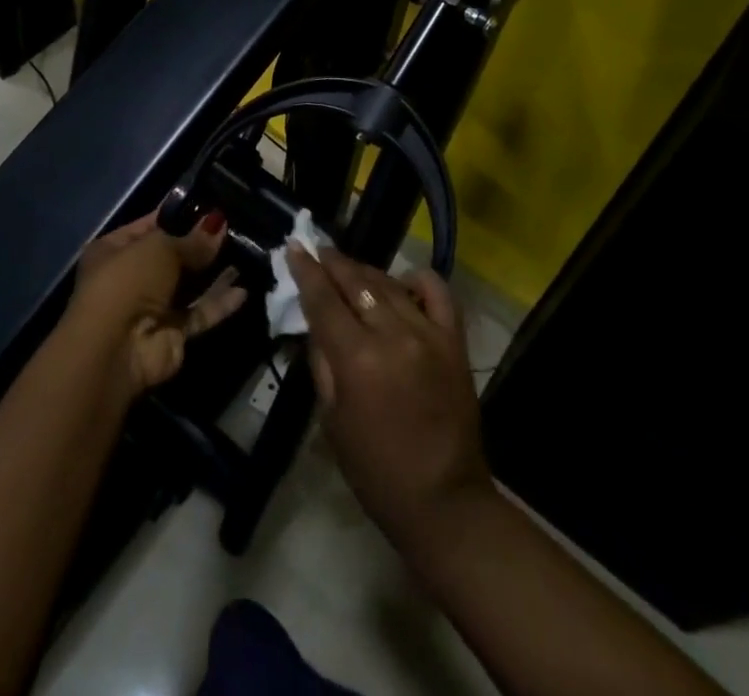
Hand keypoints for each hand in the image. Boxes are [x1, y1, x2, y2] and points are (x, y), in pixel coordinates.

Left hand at [67, 206, 245, 395]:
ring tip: (244, 252)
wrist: (115, 350)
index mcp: (114, 250)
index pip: (150, 225)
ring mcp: (151, 308)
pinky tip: (243, 290)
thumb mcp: (160, 248)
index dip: (178, 214)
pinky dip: (219, 303)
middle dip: (200, 243)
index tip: (210, 205)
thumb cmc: (128, 282)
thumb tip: (217, 224)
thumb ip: (192, 240)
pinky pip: (199, 313)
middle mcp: (131, 278)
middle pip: (172, 256)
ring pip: (188, 286)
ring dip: (213, 273)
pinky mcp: (171, 335)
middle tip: (233, 226)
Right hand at [289, 244, 491, 548]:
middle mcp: (392, 334)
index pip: (323, 298)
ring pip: (389, 283)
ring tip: (348, 266)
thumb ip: (322, 362)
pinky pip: (437, 292)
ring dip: (365, 270)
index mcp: (357, 358)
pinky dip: (417, 279)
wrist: (444, 501)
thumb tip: (315, 321)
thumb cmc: (376, 470)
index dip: (305, 270)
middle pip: (355, 281)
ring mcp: (428, 333)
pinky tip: (401, 282)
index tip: (294, 247)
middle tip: (317, 250)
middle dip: (332, 262)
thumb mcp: (332, 419)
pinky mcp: (454, 340)